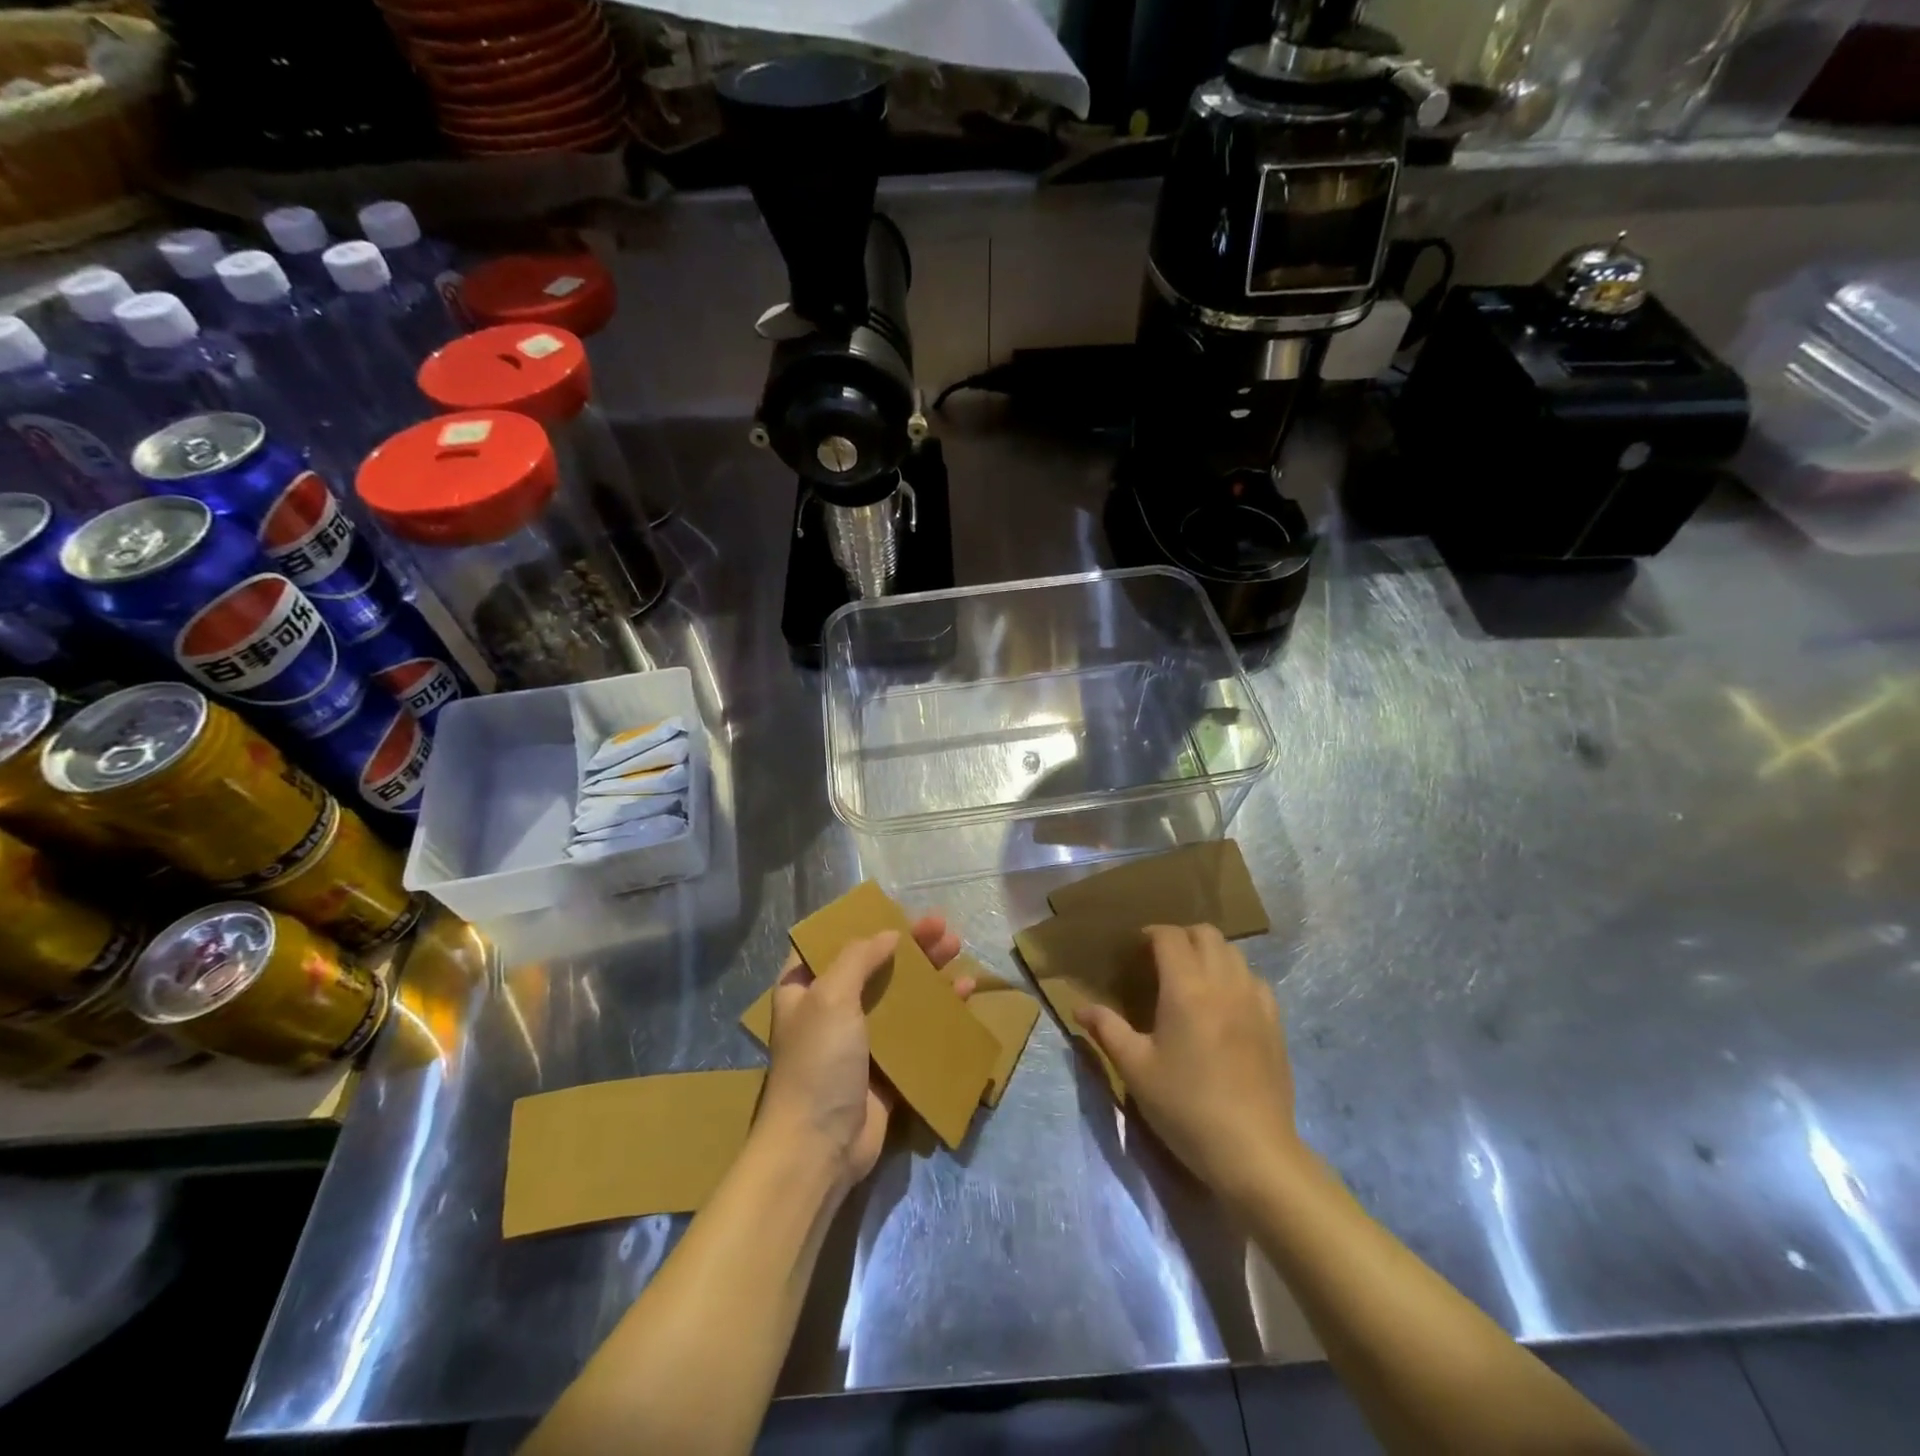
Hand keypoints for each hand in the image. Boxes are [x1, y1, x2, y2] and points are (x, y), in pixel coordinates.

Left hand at [757, 915, 968, 1192]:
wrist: (819, 1147)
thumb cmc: (818, 1062)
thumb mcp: (830, 997)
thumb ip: (858, 958)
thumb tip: (887, 933)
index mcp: (803, 988)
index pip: (829, 944)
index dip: (859, 924)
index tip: (891, 909)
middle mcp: (829, 1009)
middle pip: (873, 965)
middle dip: (907, 944)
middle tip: (941, 925)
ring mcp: (859, 1039)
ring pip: (898, 994)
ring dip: (927, 971)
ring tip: (957, 948)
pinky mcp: (886, 1067)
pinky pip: (915, 1030)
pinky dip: (938, 1009)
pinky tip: (964, 992)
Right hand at [1075, 924, 1301, 1204]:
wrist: (1252, 1151)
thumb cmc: (1185, 1107)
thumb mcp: (1136, 1069)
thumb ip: (1107, 1030)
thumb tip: (1080, 1008)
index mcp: (1187, 989)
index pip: (1170, 937)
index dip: (1151, 934)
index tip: (1136, 949)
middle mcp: (1224, 983)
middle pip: (1206, 934)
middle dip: (1181, 937)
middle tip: (1161, 960)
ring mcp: (1255, 1002)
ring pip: (1234, 953)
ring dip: (1210, 953)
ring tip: (1192, 979)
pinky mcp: (1275, 1023)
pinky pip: (1255, 980)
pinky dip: (1236, 977)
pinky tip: (1225, 1004)